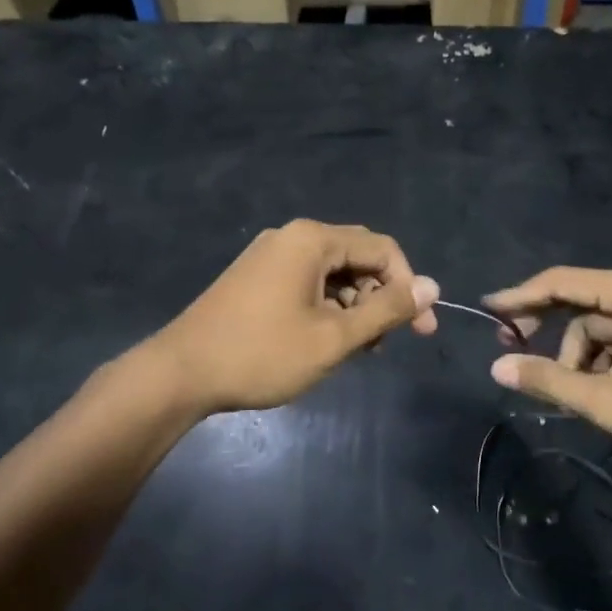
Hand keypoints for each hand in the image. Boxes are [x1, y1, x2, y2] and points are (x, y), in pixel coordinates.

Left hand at [150, 220, 438, 414]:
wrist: (180, 374)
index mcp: (312, 240)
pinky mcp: (256, 276)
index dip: (408, 287)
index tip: (421, 330)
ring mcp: (270, 255)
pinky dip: (327, 308)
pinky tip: (326, 341)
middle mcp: (292, 237)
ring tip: (356, 350)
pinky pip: (307, 282)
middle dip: (381, 298)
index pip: (382, 249)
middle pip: (357, 258)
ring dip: (354, 307)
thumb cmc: (262, 354)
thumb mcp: (334, 337)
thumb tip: (431, 286)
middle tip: (386, 344)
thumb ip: (386, 310)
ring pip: (332, 273)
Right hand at [484, 267, 611, 471]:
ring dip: (578, 358)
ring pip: (598, 328)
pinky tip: (598, 394)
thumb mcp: (604, 399)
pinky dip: (601, 363)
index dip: (520, 296)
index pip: (561, 282)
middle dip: (548, 332)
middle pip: (579, 303)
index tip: (488, 309)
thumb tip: (497, 367)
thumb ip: (547, 379)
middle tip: (515, 352)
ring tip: (573, 397)